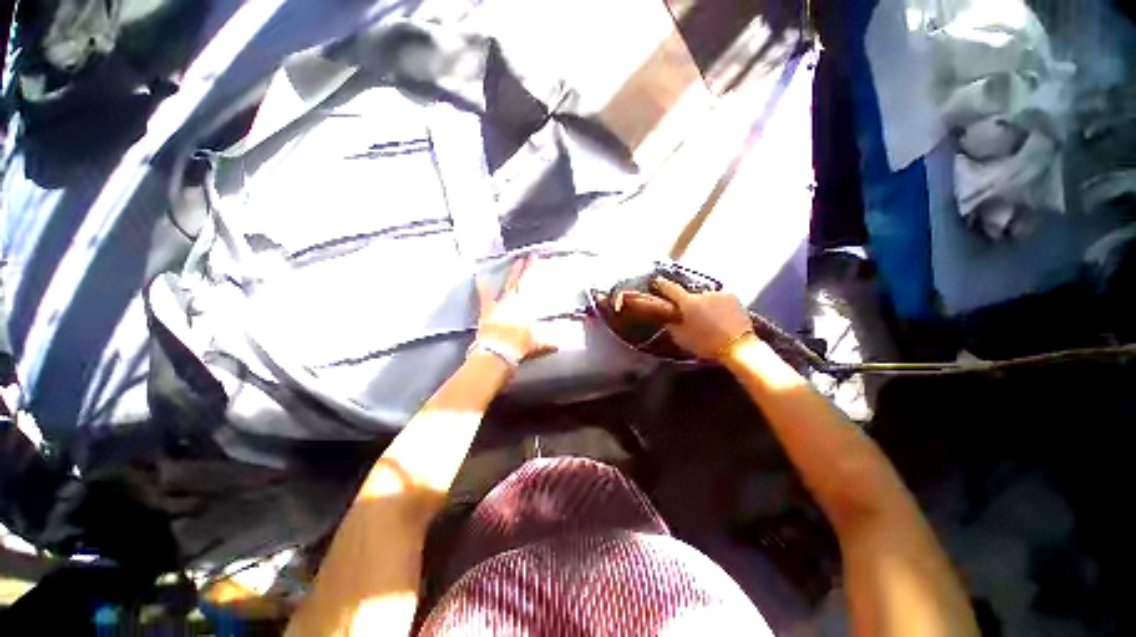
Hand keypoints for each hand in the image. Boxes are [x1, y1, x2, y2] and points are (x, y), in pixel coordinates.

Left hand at [474, 255, 556, 361]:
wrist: (497, 352)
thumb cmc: (518, 346)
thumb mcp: (536, 344)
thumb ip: (547, 341)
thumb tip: (558, 342)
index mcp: (526, 306)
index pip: (532, 285)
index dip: (533, 271)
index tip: (536, 258)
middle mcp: (513, 301)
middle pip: (519, 281)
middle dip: (524, 268)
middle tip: (527, 256)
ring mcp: (499, 304)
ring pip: (506, 284)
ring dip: (511, 273)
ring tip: (514, 261)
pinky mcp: (487, 310)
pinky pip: (484, 294)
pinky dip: (481, 283)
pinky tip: (478, 272)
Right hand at [653, 277, 754, 360]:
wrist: (739, 348)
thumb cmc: (706, 344)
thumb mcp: (681, 338)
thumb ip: (670, 323)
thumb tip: (666, 315)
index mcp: (688, 302)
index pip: (670, 288)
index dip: (661, 284)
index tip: (657, 282)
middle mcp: (703, 293)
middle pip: (689, 295)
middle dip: (686, 302)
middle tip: (686, 315)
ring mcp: (720, 294)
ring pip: (705, 297)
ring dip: (702, 304)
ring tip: (706, 319)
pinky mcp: (734, 298)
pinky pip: (718, 299)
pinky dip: (716, 306)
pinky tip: (718, 317)